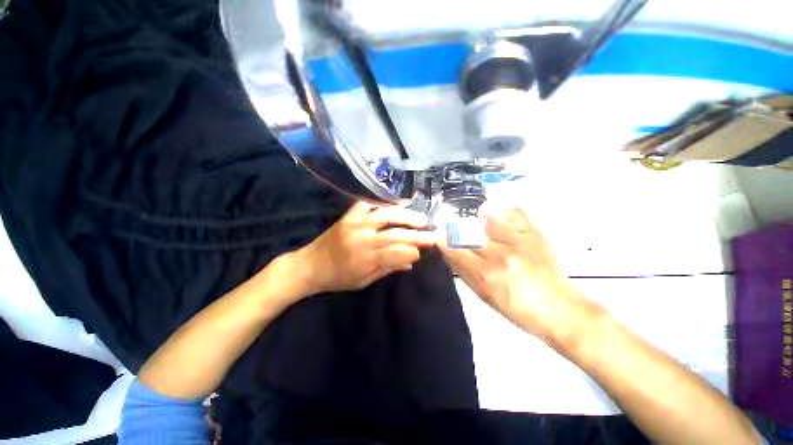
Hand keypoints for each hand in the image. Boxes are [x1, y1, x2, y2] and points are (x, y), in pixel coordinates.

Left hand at [296, 201, 439, 294]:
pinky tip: (398, 202)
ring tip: (421, 218)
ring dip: (406, 216)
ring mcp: (355, 224)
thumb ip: (387, 269)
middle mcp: (362, 239)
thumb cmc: (337, 278)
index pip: (395, 253)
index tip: (424, 251)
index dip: (412, 251)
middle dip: (417, 234)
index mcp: (364, 260)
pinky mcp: (349, 215)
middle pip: (394, 234)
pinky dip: (383, 201)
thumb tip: (411, 261)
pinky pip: (367, 203)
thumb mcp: (363, 281)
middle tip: (433, 232)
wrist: (309, 265)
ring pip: (385, 215)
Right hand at [441, 207, 585, 339]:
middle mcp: (500, 254)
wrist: (559, 309)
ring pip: (487, 219)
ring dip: (476, 220)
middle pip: (467, 231)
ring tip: (475, 224)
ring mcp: (519, 241)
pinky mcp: (535, 234)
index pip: (454, 249)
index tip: (437, 236)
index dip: (442, 240)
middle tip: (452, 229)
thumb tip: (448, 253)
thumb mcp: (485, 297)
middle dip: (455, 228)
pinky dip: (502, 211)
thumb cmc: (518, 309)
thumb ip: (464, 273)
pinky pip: (514, 212)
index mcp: (486, 274)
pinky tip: (497, 216)